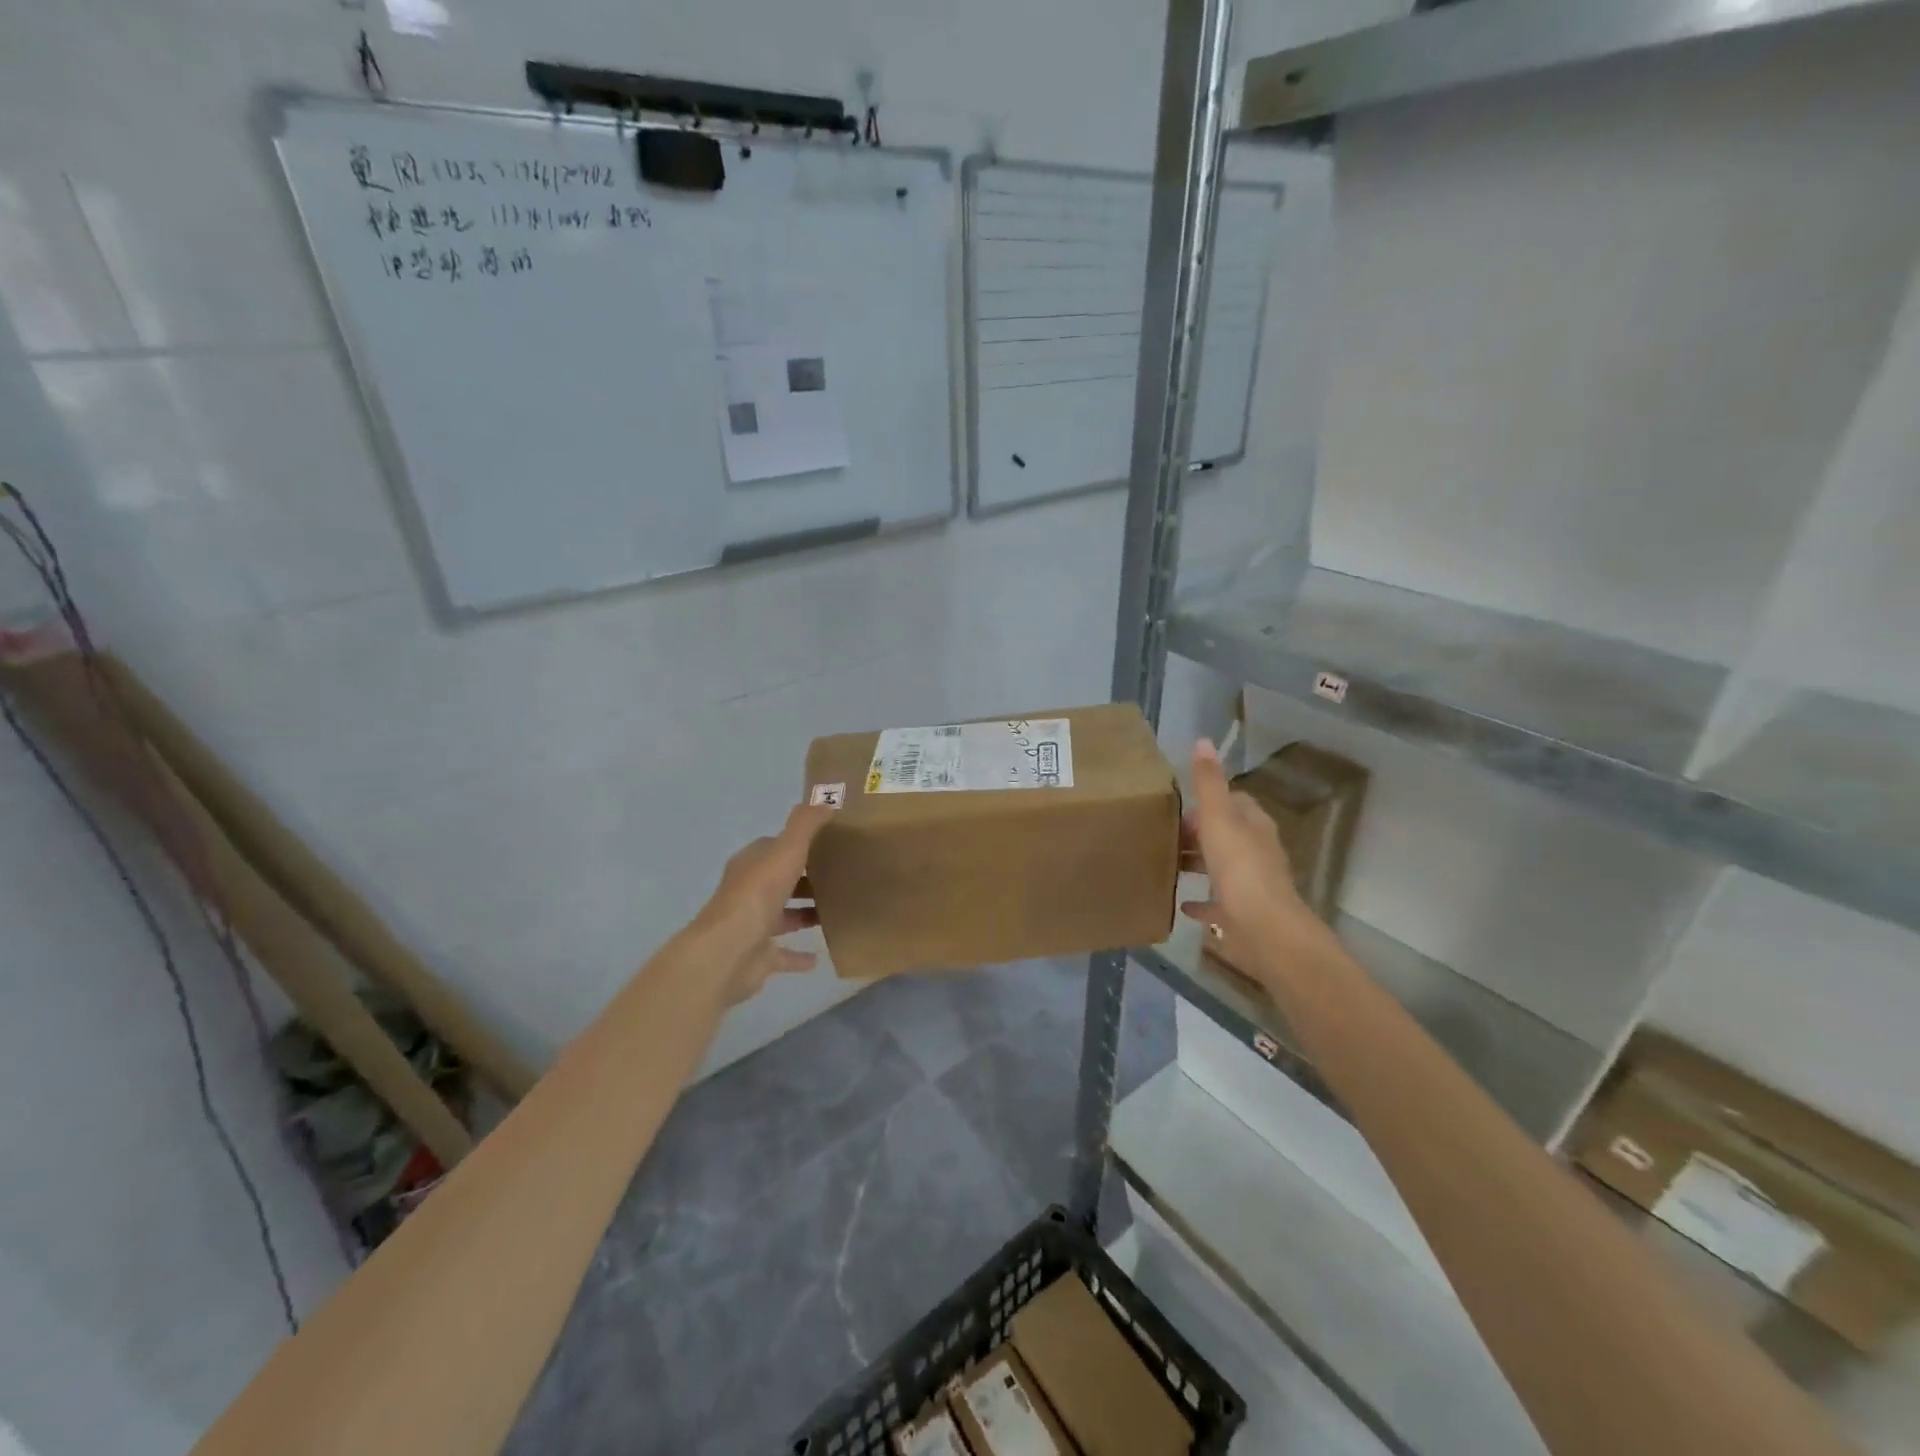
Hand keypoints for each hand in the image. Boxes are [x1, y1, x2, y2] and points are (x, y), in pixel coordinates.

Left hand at [692, 803, 835, 1003]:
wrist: (728, 951)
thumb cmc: (758, 895)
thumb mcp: (786, 850)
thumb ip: (805, 825)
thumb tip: (824, 802)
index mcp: (751, 864)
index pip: (775, 848)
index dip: (798, 844)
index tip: (827, 844)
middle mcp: (748, 892)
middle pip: (780, 881)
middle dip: (805, 879)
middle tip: (839, 877)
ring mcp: (752, 926)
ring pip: (782, 916)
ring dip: (803, 914)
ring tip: (835, 911)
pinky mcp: (757, 957)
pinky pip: (782, 955)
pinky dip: (798, 956)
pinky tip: (819, 957)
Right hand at [1179, 739, 1325, 983]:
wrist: (1264, 930)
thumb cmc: (1240, 868)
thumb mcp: (1218, 818)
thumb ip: (1208, 782)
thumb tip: (1204, 740)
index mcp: (1255, 826)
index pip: (1235, 802)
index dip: (1209, 802)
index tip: (1179, 807)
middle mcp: (1257, 852)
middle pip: (1226, 835)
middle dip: (1198, 833)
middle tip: (1165, 835)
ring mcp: (1251, 886)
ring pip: (1221, 868)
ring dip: (1198, 864)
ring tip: (1167, 864)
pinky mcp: (1241, 916)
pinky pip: (1217, 905)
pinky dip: (1201, 903)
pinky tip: (1181, 906)